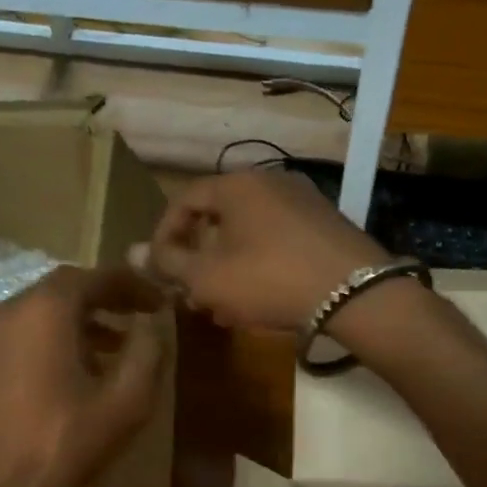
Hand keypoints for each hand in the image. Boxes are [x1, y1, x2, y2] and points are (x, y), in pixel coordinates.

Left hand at [0, 265, 166, 486]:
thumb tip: (152, 323)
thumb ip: (148, 351)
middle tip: (132, 320)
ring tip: (103, 354)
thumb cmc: (64, 447)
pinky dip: (39, 349)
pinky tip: (56, 382)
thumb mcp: (127, 402)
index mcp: (44, 310)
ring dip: (70, 328)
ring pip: (31, 319)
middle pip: (58, 292)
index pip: (93, 276)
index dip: (130, 284)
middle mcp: (4, 313)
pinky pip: (9, 345)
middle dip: (100, 302)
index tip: (156, 300)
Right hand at [140, 170, 387, 332]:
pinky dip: (257, 264)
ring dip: (226, 266)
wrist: (354, 293)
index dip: (164, 235)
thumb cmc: (269, 279)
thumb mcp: (208, 277)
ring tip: (220, 304)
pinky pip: (276, 240)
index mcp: (237, 186)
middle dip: (197, 256)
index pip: (185, 200)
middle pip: (218, 217)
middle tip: (189, 291)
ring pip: (247, 233)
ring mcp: (302, 201)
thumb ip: (168, 263)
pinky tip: (257, 299)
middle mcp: (270, 182)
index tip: (159, 268)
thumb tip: (131, 252)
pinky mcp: (324, 225)